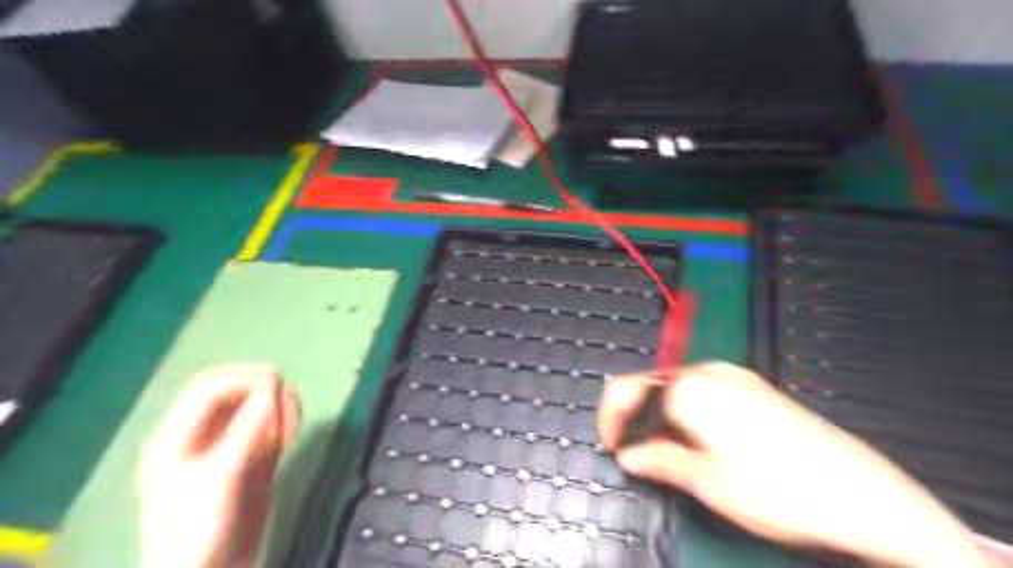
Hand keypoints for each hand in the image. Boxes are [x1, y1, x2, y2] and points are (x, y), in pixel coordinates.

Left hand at [142, 363, 300, 567]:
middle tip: (289, 392)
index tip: (277, 378)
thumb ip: (249, 428)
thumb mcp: (221, 475)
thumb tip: (274, 385)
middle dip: (262, 390)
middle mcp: (204, 438)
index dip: (242, 378)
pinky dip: (284, 426)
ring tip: (294, 408)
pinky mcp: (253, 464)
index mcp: (179, 438)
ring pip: (256, 414)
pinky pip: (270, 434)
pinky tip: (293, 428)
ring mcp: (231, 451)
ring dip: (277, 407)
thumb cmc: (200, 528)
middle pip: (235, 397)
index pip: (209, 389)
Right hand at [595, 364, 1000, 566]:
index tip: (614, 450)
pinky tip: (700, 442)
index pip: (626, 389)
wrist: (862, 495)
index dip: (611, 419)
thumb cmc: (774, 489)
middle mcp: (707, 371)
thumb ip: (657, 460)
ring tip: (669, 454)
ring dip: (660, 417)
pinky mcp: (753, 387)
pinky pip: (702, 392)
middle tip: (640, 457)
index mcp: (688, 387)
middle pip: (651, 385)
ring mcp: (733, 376)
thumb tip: (628, 456)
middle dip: (636, 419)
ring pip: (675, 389)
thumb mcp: (706, 481)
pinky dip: (686, 413)